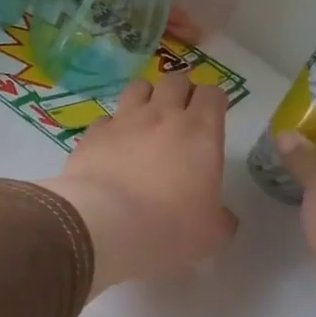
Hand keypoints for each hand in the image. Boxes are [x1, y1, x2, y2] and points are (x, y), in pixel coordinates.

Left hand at [43, 72, 238, 294]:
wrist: (104, 226)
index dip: (214, 103)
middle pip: (176, 81)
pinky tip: (112, 147)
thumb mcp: (211, 235)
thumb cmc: (169, 228)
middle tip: (180, 117)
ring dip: (147, 98)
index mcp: (201, 132)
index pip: (213, 94)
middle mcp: (163, 115)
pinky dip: (112, 128)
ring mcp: (124, 120)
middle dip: (181, 92)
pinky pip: (106, 119)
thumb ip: (221, 219)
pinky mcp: (92, 134)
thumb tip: (223, 217)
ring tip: (145, 121)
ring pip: (139, 87)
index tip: (212, 120)